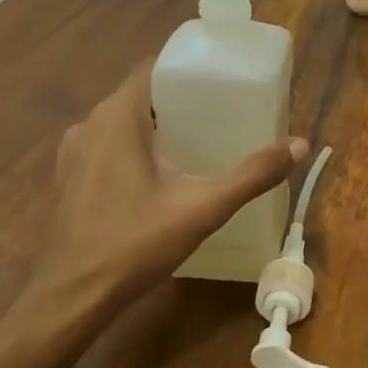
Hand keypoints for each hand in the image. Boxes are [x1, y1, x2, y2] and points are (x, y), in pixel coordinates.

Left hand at [35, 61, 306, 313]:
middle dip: (179, 100)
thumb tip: (300, 145)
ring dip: (156, 126)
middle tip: (221, 112)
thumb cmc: (134, 244)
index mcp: (116, 118)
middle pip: (140, 95)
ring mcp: (73, 154)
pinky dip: (134, 149)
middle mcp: (89, 125)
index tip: (221, 77)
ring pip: (122, 123)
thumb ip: (252, 175)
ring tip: (198, 141)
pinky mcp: (68, 180)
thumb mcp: (202, 208)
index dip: (187, 67)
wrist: (69, 300)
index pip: (152, 68)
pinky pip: (107, 147)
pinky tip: (162, 176)